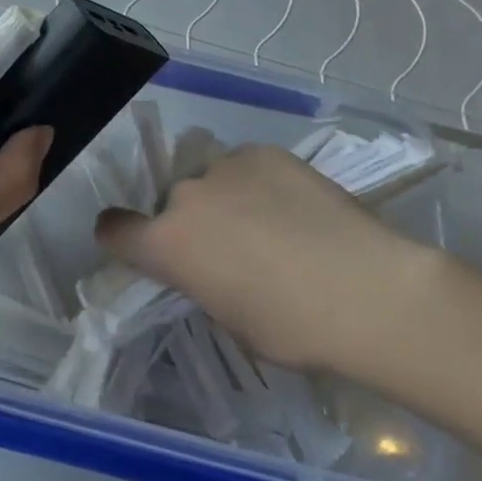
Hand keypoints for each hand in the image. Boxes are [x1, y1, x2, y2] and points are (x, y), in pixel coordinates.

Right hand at [96, 144, 439, 372]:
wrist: (367, 290)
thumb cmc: (293, 328)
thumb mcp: (231, 320)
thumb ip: (203, 284)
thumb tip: (210, 268)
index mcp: (166, 245)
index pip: (114, 229)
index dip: (121, 237)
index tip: (139, 247)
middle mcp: (185, 197)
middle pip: (172, 204)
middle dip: (193, 223)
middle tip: (233, 247)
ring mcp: (226, 167)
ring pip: (212, 182)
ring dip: (226, 199)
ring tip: (272, 222)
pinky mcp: (265, 152)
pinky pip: (247, 166)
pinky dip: (260, 183)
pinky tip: (296, 206)